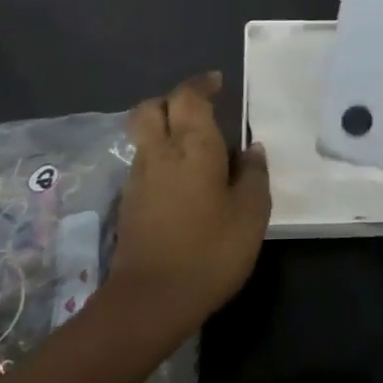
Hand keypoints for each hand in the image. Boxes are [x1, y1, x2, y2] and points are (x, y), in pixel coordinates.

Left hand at [107, 71, 270, 331]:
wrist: (151, 299)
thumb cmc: (210, 250)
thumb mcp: (250, 213)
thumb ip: (253, 175)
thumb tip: (251, 150)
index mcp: (191, 146)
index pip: (188, 96)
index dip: (201, 84)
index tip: (218, 83)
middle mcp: (159, 152)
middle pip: (151, 108)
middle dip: (173, 101)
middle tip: (200, 110)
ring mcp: (138, 178)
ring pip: (146, 136)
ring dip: (166, 131)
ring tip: (198, 149)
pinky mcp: (130, 203)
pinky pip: (146, 163)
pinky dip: (162, 158)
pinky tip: (185, 182)